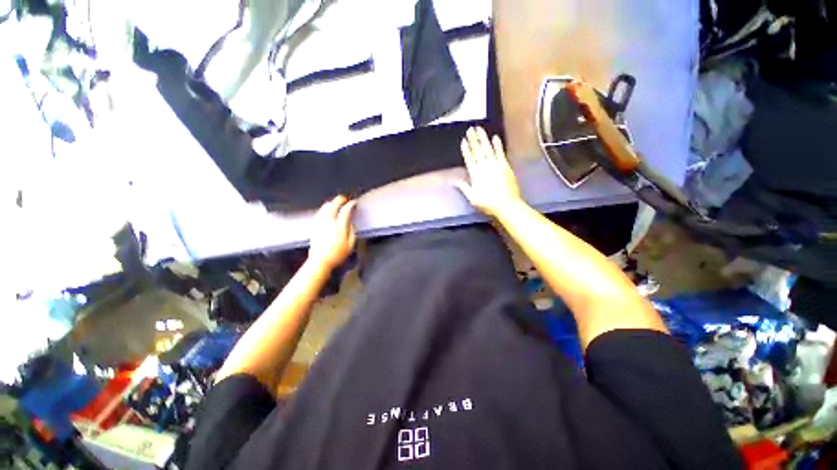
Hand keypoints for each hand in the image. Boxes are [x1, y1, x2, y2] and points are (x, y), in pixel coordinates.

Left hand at [308, 195, 356, 269]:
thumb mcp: (350, 244)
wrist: (320, 260)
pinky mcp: (315, 225)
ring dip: (332, 202)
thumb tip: (351, 221)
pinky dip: (325, 207)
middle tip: (346, 199)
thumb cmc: (338, 254)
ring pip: (325, 207)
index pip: (345, 210)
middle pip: (333, 205)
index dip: (350, 204)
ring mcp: (320, 222)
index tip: (354, 203)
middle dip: (340, 200)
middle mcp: (329, 221)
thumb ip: (352, 231)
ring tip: (337, 203)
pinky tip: (328, 209)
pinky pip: (320, 211)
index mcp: (339, 226)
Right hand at [454, 126, 521, 217]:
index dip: (466, 149)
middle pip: (477, 151)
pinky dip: (498, 145)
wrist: (506, 205)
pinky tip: (495, 137)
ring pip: (488, 149)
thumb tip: (454, 181)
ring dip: (483, 138)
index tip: (463, 140)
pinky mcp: (505, 166)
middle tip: (470, 129)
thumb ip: (463, 187)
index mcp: (475, 174)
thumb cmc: (488, 203)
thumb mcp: (472, 198)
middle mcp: (485, 167)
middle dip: (473, 140)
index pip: (469, 158)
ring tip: (479, 129)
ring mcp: (496, 165)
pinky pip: (500, 153)